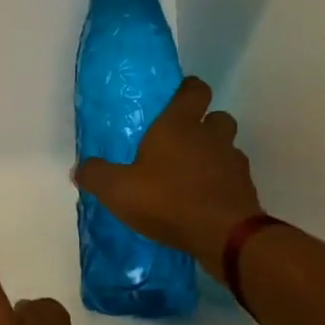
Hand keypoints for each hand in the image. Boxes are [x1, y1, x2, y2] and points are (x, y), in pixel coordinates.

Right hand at [73, 76, 261, 274]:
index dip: (188, 89)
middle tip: (183, 141)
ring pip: (228, 147)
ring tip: (192, 174)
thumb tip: (79, 168)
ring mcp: (233, 162)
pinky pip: (233, 177)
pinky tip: (204, 199)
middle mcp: (211, 136)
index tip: (177, 97)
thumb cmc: (167, 199)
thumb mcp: (117, 189)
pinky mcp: (246, 189)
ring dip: (214, 154)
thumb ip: (96, 175)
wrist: (223, 235)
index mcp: (179, 125)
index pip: (193, 90)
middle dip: (205, 124)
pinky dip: (222, 183)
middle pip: (217, 117)